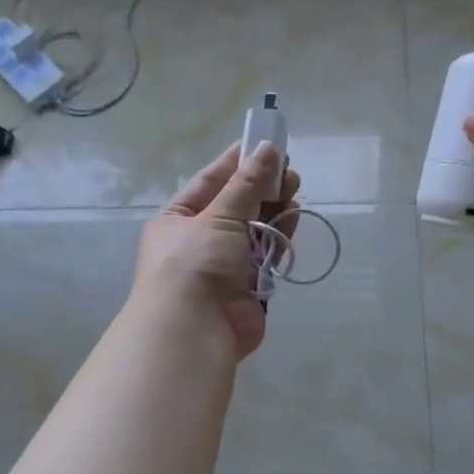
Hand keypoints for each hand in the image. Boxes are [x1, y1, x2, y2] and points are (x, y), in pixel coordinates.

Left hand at [133, 142, 300, 358]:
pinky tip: (294, 215)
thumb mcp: (218, 216)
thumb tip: (267, 148)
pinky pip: (267, 254)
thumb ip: (247, 184)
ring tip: (295, 187)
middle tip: (289, 168)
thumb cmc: (195, 263)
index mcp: (177, 220)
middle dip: (261, 186)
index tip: (263, 143)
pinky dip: (280, 235)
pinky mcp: (248, 286)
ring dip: (274, 208)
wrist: (195, 330)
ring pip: (254, 229)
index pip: (209, 183)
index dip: (236, 163)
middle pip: (235, 206)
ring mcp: (225, 266)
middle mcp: (199, 241)